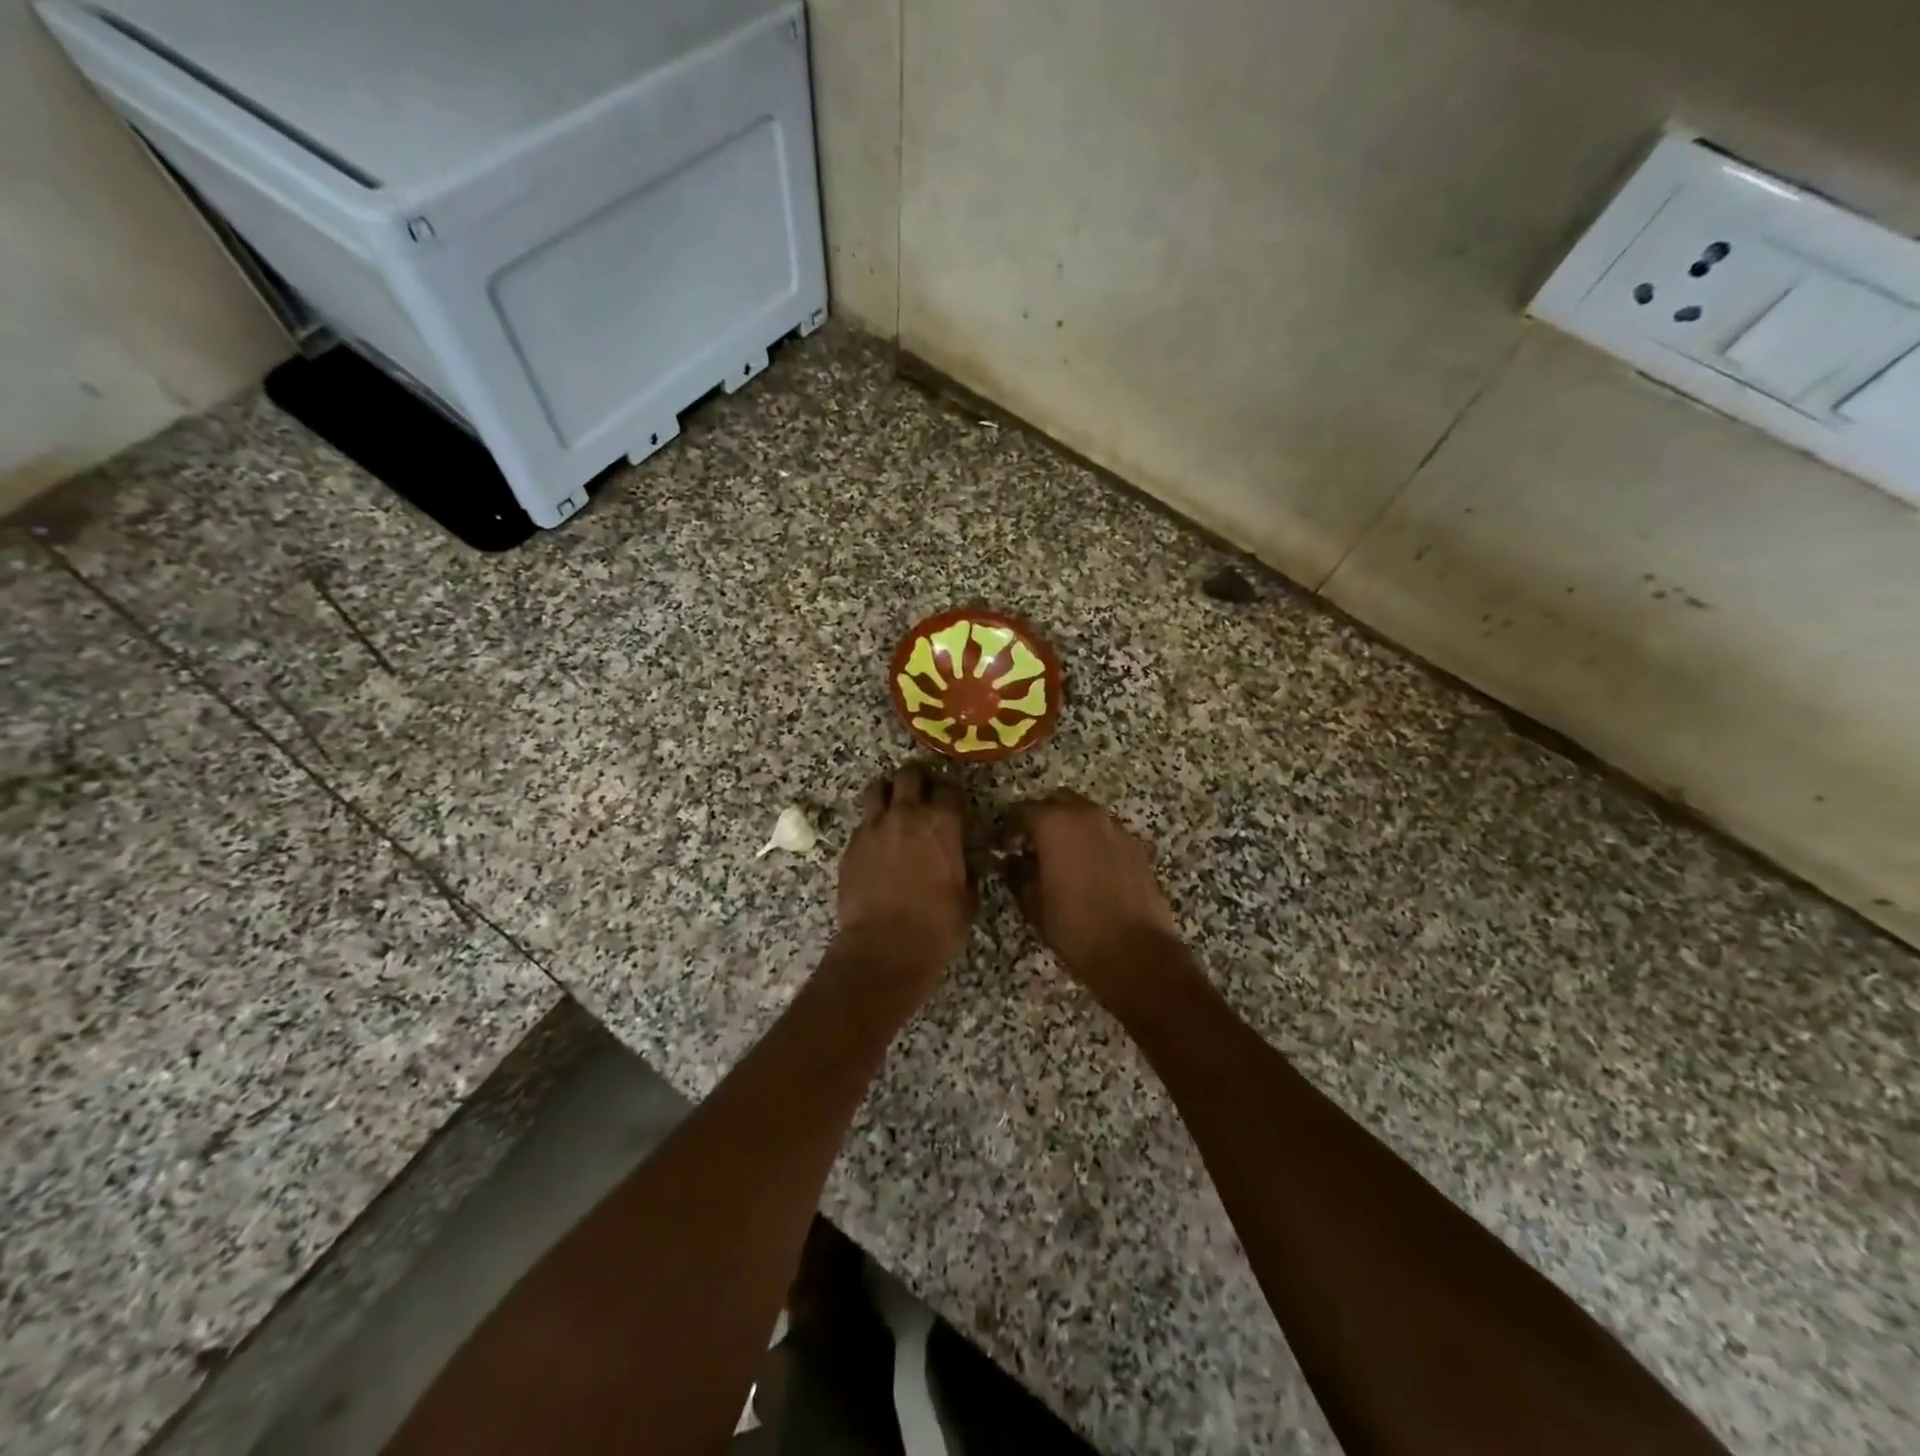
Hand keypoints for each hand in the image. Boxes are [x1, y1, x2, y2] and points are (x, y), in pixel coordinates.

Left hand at [835, 765, 973, 986]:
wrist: (884, 946)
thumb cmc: (936, 926)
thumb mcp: (966, 899)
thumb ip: (967, 871)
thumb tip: (967, 863)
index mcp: (942, 824)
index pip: (949, 789)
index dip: (952, 794)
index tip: (953, 804)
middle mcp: (907, 815)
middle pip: (910, 775)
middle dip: (917, 780)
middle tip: (921, 795)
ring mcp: (874, 827)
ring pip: (878, 788)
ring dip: (888, 793)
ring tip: (892, 807)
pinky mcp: (851, 844)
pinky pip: (862, 821)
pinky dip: (871, 825)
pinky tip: (877, 843)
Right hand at [1001, 790, 1187, 1002]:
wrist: (1135, 951)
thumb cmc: (1075, 927)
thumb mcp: (1033, 904)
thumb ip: (1017, 874)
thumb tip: (1012, 861)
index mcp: (1055, 824)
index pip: (1022, 810)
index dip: (1009, 828)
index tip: (1003, 847)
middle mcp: (1086, 816)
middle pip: (1057, 801)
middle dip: (1042, 818)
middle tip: (1032, 846)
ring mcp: (1116, 829)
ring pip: (1085, 814)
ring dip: (1070, 827)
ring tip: (1062, 858)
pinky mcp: (1136, 846)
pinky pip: (1107, 832)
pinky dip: (1093, 841)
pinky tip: (1090, 869)